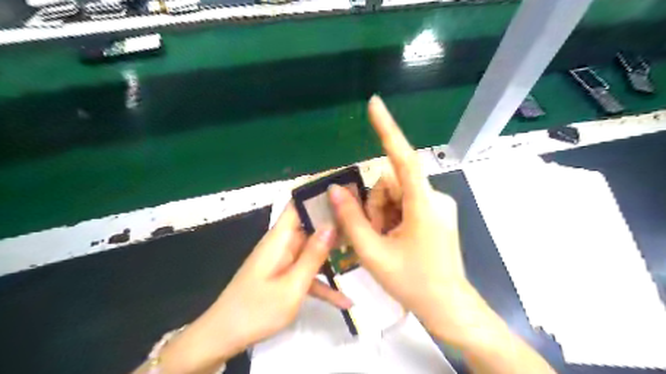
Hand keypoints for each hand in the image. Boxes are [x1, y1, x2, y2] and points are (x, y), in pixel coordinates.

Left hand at [151, 206, 348, 372]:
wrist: (224, 337)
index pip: (297, 205)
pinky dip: (322, 283)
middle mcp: (282, 244)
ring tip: (361, 249)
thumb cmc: (257, 310)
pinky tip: (345, 300)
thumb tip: (331, 226)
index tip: (343, 192)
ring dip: (332, 252)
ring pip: (312, 250)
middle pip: (310, 226)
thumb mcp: (292, 286)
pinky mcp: (284, 276)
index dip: (317, 195)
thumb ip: (313, 256)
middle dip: (334, 223)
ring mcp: (283, 261)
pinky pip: (306, 274)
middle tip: (362, 223)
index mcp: (279, 238)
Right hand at [330, 95, 490, 346]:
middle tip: (374, 235)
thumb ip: (351, 219)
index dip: (388, 129)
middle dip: (375, 205)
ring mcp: (437, 204)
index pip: (403, 157)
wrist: (447, 305)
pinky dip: (393, 216)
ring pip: (396, 193)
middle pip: (391, 183)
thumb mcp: (373, 253)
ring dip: (382, 213)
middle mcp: (434, 197)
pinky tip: (395, 239)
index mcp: (423, 204)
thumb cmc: (412, 282)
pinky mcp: (436, 212)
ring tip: (384, 241)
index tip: (375, 103)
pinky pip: (406, 202)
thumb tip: (335, 189)